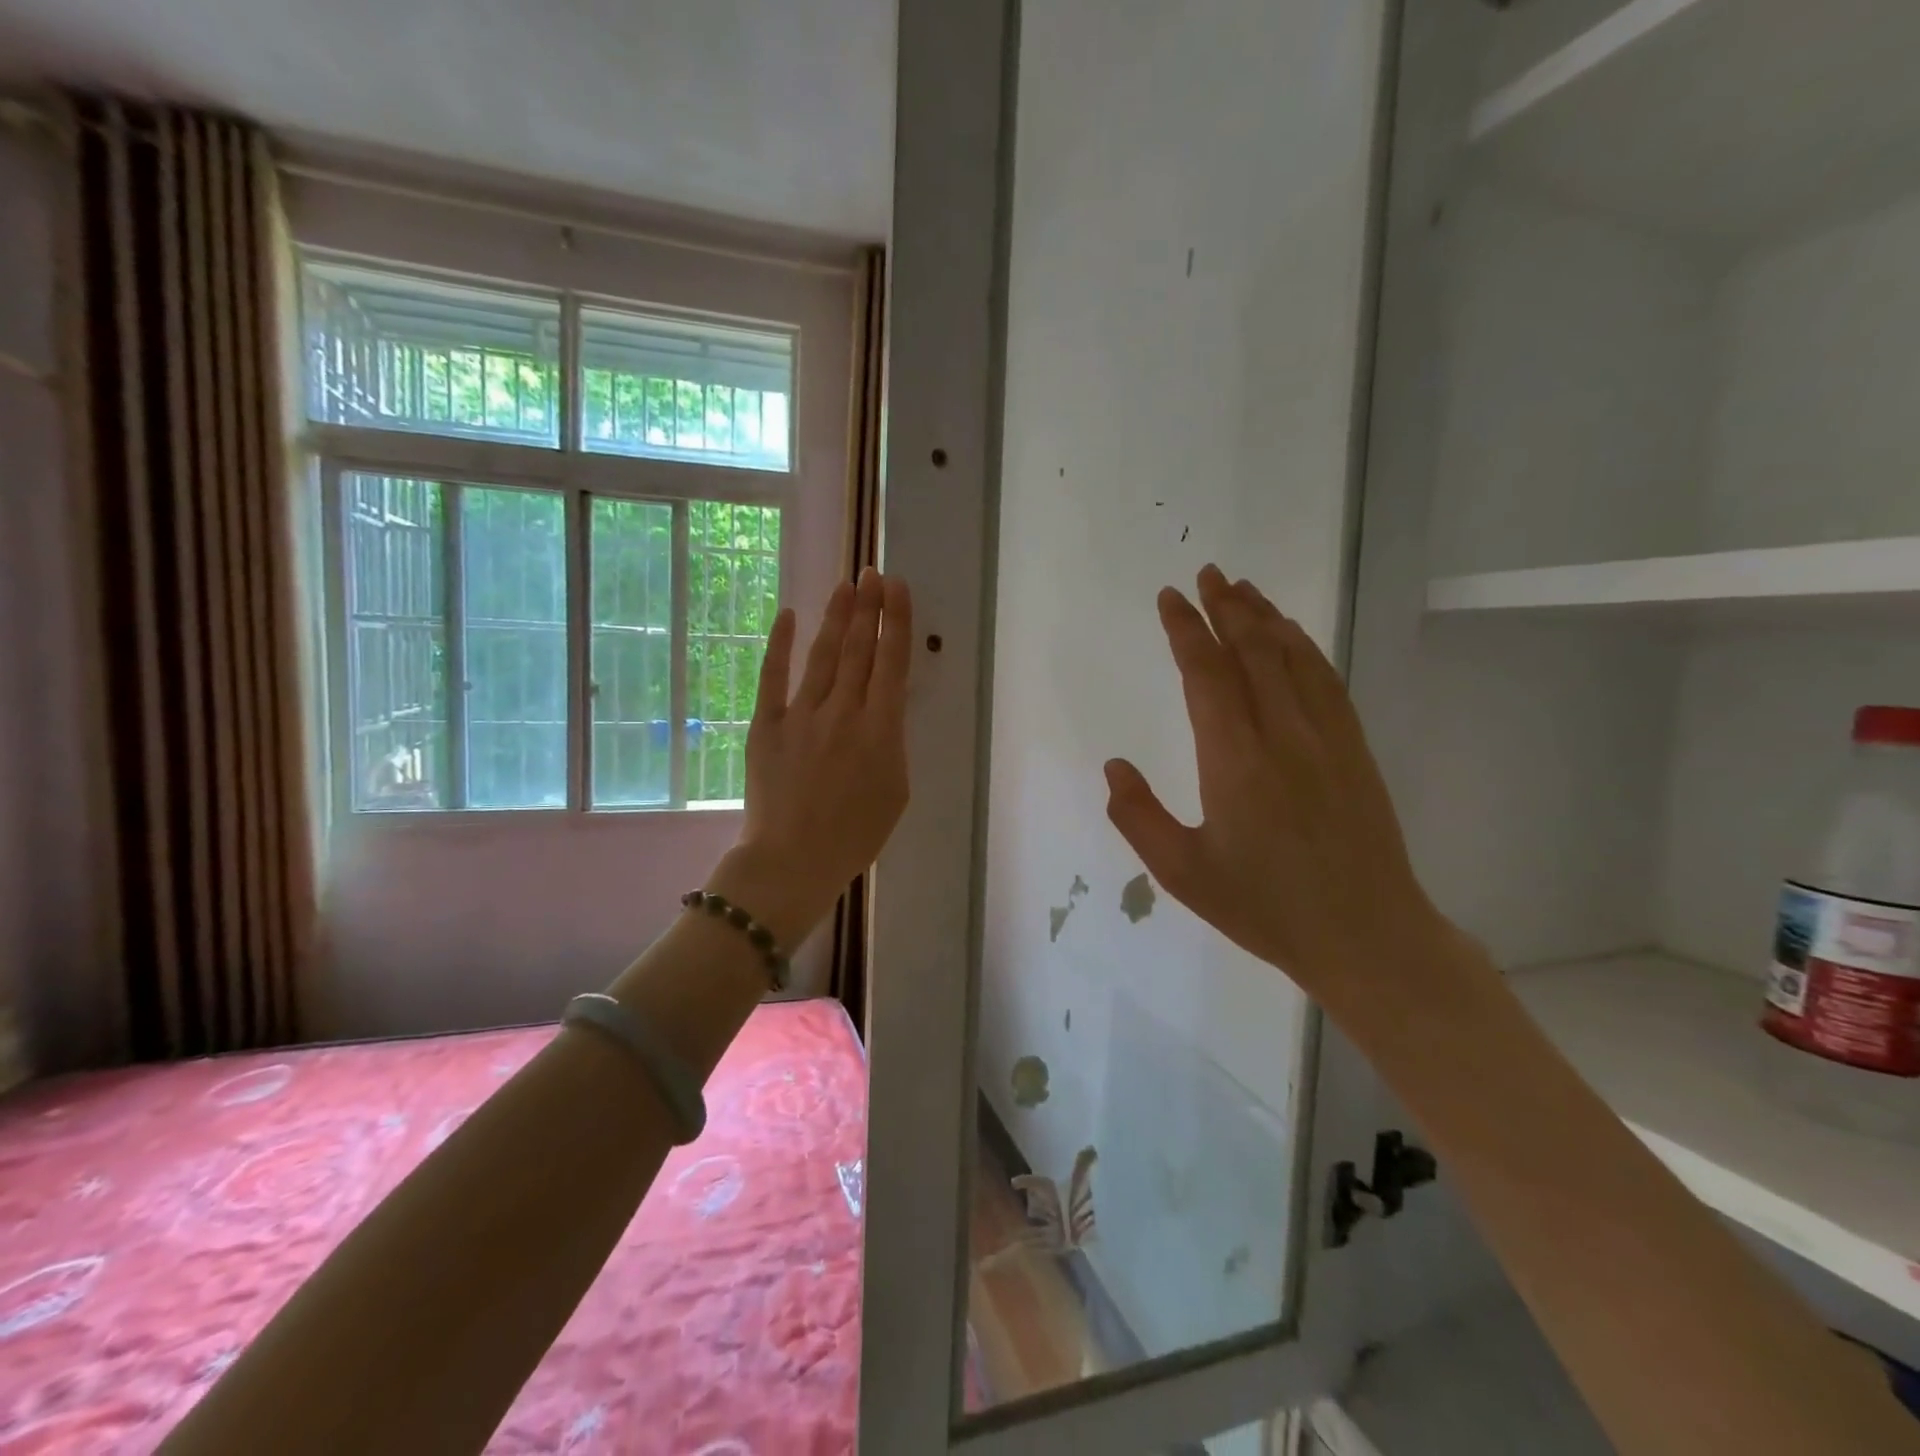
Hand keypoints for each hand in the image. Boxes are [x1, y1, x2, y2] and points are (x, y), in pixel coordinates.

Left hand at [710, 568, 912, 946]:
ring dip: (836, 617)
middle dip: (868, 607)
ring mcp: (802, 715)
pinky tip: (789, 615)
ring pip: (823, 655)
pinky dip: (781, 644)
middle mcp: (844, 711)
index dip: (896, 620)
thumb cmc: (854, 835)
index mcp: (881, 729)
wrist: (792, 860)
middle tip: (872, 572)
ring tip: (846, 585)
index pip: (892, 662)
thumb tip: (884, 709)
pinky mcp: (767, 724)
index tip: (897, 588)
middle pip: (859, 649)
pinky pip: (774, 676)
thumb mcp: (895, 791)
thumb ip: (892, 743)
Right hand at [1103, 565, 1447, 1009]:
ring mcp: (1326, 738)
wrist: (1365, 935)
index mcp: (1235, 761)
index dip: (1186, 630)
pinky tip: (1293, 636)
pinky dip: (1305, 647)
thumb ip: (1138, 816)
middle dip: (1226, 607)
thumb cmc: (1264, 907)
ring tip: (1242, 589)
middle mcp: (1282, 735)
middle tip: (1206, 574)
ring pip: (1293, 658)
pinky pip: (1327, 681)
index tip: (1170, 598)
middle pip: (1253, 651)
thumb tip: (1114, 764)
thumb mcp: (1182, 873)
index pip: (1207, 674)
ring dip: (1265, 617)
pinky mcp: (1354, 749)